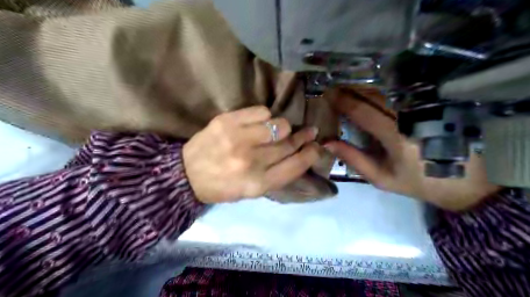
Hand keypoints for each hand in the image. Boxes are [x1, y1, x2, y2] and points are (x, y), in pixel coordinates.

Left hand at [185, 106, 320, 202]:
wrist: (187, 174)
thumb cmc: (224, 186)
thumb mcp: (252, 190)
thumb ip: (278, 174)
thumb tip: (301, 153)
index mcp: (258, 184)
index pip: (296, 165)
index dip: (311, 154)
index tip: (317, 146)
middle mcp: (251, 162)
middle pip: (289, 144)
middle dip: (303, 137)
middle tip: (308, 132)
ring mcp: (238, 139)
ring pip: (279, 125)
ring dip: (282, 127)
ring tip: (276, 131)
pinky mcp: (227, 122)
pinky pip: (262, 111)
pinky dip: (265, 116)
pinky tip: (259, 124)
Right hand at [323, 91, 501, 211]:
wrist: (462, 182)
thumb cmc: (416, 182)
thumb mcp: (381, 177)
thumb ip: (354, 158)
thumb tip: (328, 143)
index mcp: (396, 137)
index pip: (364, 112)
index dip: (343, 102)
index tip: (328, 95)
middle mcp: (409, 117)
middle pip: (374, 95)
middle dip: (351, 90)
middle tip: (333, 89)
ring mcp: (422, 109)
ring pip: (387, 92)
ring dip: (364, 88)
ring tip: (345, 88)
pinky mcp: (430, 108)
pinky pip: (400, 94)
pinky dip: (380, 91)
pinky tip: (368, 92)